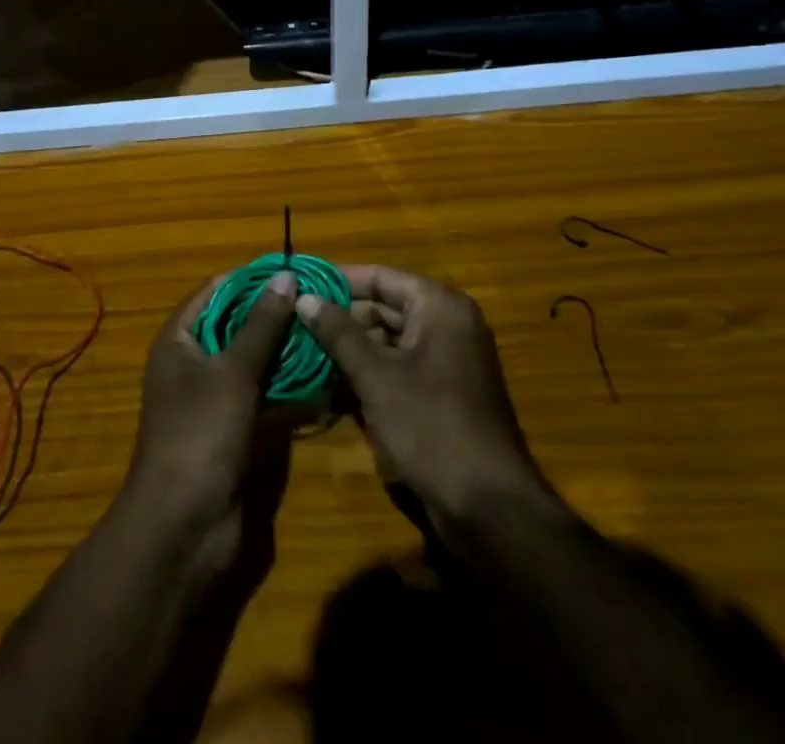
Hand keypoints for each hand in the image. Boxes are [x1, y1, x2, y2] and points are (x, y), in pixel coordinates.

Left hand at [124, 271, 298, 539]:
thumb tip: (286, 276)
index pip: (215, 292)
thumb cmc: (200, 434)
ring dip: (285, 352)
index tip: (293, 270)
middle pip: (235, 326)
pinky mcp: (233, 430)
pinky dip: (287, 389)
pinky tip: (323, 379)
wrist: (184, 526)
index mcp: (179, 340)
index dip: (250, 279)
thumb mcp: (233, 372)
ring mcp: (213, 399)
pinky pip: (262, 397)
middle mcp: (192, 363)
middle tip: (318, 302)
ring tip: (326, 333)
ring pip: (253, 363)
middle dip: (274, 315)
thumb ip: (261, 325)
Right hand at [295, 267, 559, 529]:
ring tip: (303, 353)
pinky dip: (368, 372)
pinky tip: (330, 385)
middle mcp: (447, 324)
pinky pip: (399, 367)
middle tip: (294, 324)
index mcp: (439, 307)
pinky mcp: (443, 393)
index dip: (338, 280)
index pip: (380, 276)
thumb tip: (303, 297)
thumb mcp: (376, 376)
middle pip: (384, 306)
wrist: (490, 508)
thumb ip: (338, 332)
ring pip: (388, 339)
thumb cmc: (431, 427)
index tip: (298, 286)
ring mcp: (447, 360)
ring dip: (350, 348)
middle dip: (340, 318)